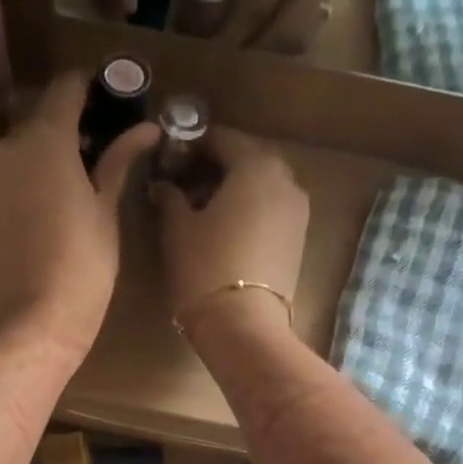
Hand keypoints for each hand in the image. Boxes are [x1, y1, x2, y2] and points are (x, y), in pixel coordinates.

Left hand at [0, 71, 160, 358]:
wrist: (32, 323)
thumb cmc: (84, 266)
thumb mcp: (106, 212)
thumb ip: (118, 162)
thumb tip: (145, 127)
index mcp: (46, 141)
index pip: (64, 89)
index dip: (87, 87)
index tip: (105, 96)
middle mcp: (4, 151)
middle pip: (35, 126)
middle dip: (61, 134)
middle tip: (88, 160)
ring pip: (11, 160)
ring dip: (34, 166)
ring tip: (58, 200)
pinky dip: (12, 196)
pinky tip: (30, 228)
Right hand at [150, 127, 308, 336]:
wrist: (243, 325)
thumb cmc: (204, 267)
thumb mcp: (177, 228)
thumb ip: (170, 197)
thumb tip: (163, 185)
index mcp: (255, 166)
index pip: (222, 139)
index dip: (193, 145)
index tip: (171, 158)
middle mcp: (285, 179)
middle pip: (247, 159)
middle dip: (217, 166)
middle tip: (185, 183)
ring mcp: (298, 211)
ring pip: (263, 185)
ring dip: (235, 188)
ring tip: (203, 209)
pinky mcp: (299, 239)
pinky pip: (272, 209)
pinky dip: (250, 209)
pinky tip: (225, 229)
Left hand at [194, 0, 356, 53]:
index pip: (257, 0)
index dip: (229, 31)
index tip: (205, 51)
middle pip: (286, 32)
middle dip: (253, 52)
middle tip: (223, 62)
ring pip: (304, 35)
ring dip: (273, 54)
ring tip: (243, 58)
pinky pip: (313, 25)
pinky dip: (287, 40)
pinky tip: (265, 43)